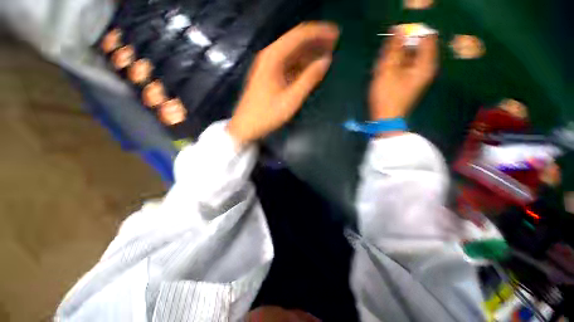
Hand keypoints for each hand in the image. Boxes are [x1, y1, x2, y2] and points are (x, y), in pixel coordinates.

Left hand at [227, 22, 338, 145]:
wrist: (246, 126)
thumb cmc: (267, 114)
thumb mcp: (291, 99)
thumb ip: (309, 79)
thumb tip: (326, 61)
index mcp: (274, 57)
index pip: (300, 35)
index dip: (319, 32)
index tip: (336, 34)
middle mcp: (270, 56)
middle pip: (296, 41)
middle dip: (316, 41)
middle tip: (335, 43)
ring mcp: (268, 65)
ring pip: (293, 53)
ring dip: (309, 53)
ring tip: (327, 54)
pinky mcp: (269, 75)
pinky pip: (288, 64)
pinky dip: (301, 64)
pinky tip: (311, 68)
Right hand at [369, 28, 437, 119]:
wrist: (386, 118)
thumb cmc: (386, 96)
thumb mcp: (387, 70)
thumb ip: (394, 49)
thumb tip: (398, 29)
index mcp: (425, 64)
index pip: (425, 36)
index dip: (411, 34)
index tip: (396, 42)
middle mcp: (426, 67)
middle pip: (417, 46)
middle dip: (400, 48)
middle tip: (386, 60)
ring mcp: (419, 75)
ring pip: (409, 56)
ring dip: (396, 58)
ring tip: (384, 70)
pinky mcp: (411, 81)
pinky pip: (406, 66)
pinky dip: (396, 66)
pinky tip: (386, 74)